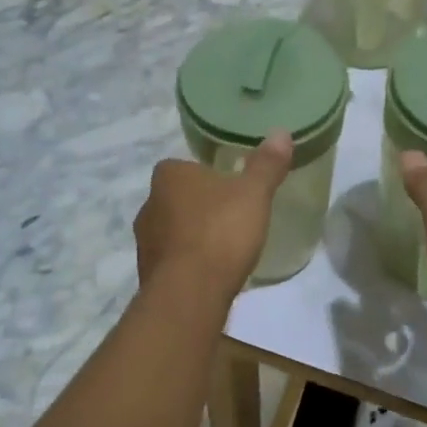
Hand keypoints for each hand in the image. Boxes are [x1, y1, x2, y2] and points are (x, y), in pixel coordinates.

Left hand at [134, 134, 292, 298]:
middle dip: (200, 206)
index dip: (207, 175)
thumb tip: (281, 133)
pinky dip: (189, 264)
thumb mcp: (254, 193)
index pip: (184, 166)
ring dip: (193, 236)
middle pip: (177, 198)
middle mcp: (149, 204)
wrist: (190, 293)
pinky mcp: (148, 274)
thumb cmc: (220, 232)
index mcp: (168, 176)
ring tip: (224, 247)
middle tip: (231, 216)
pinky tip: (212, 273)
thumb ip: (266, 164)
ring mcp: (145, 242)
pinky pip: (173, 261)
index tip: (231, 188)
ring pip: (172, 230)